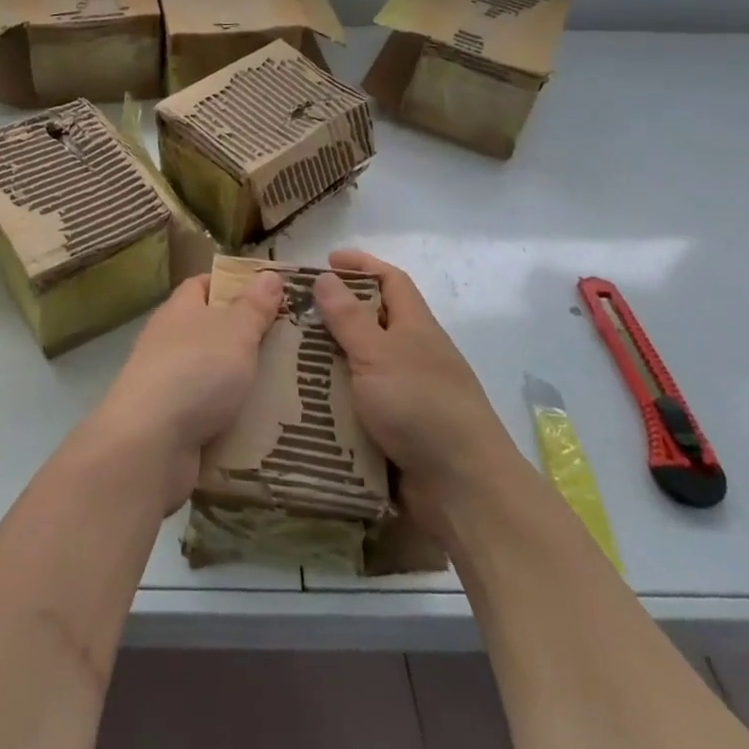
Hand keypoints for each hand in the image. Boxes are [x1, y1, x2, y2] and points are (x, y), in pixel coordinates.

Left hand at [85, 271, 282, 510]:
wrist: (150, 444)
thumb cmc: (196, 371)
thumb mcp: (235, 331)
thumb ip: (254, 306)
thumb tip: (269, 274)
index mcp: (179, 310)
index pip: (203, 285)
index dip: (233, 285)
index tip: (269, 295)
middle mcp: (169, 342)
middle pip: (212, 331)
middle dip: (247, 338)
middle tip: (291, 344)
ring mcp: (167, 384)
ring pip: (213, 375)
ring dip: (243, 382)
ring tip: (288, 387)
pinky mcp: (172, 423)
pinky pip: (210, 413)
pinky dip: (233, 418)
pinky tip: (264, 426)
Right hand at [312, 249, 526, 532]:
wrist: (463, 488)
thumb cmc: (421, 406)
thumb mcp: (378, 354)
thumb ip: (349, 318)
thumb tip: (326, 276)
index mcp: (415, 327)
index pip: (391, 280)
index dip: (362, 264)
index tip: (326, 260)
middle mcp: (413, 355)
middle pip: (372, 323)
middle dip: (334, 316)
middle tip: (291, 317)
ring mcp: (406, 395)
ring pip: (360, 366)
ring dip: (328, 362)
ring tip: (285, 360)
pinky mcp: (396, 431)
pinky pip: (358, 406)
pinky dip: (334, 402)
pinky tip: (303, 405)